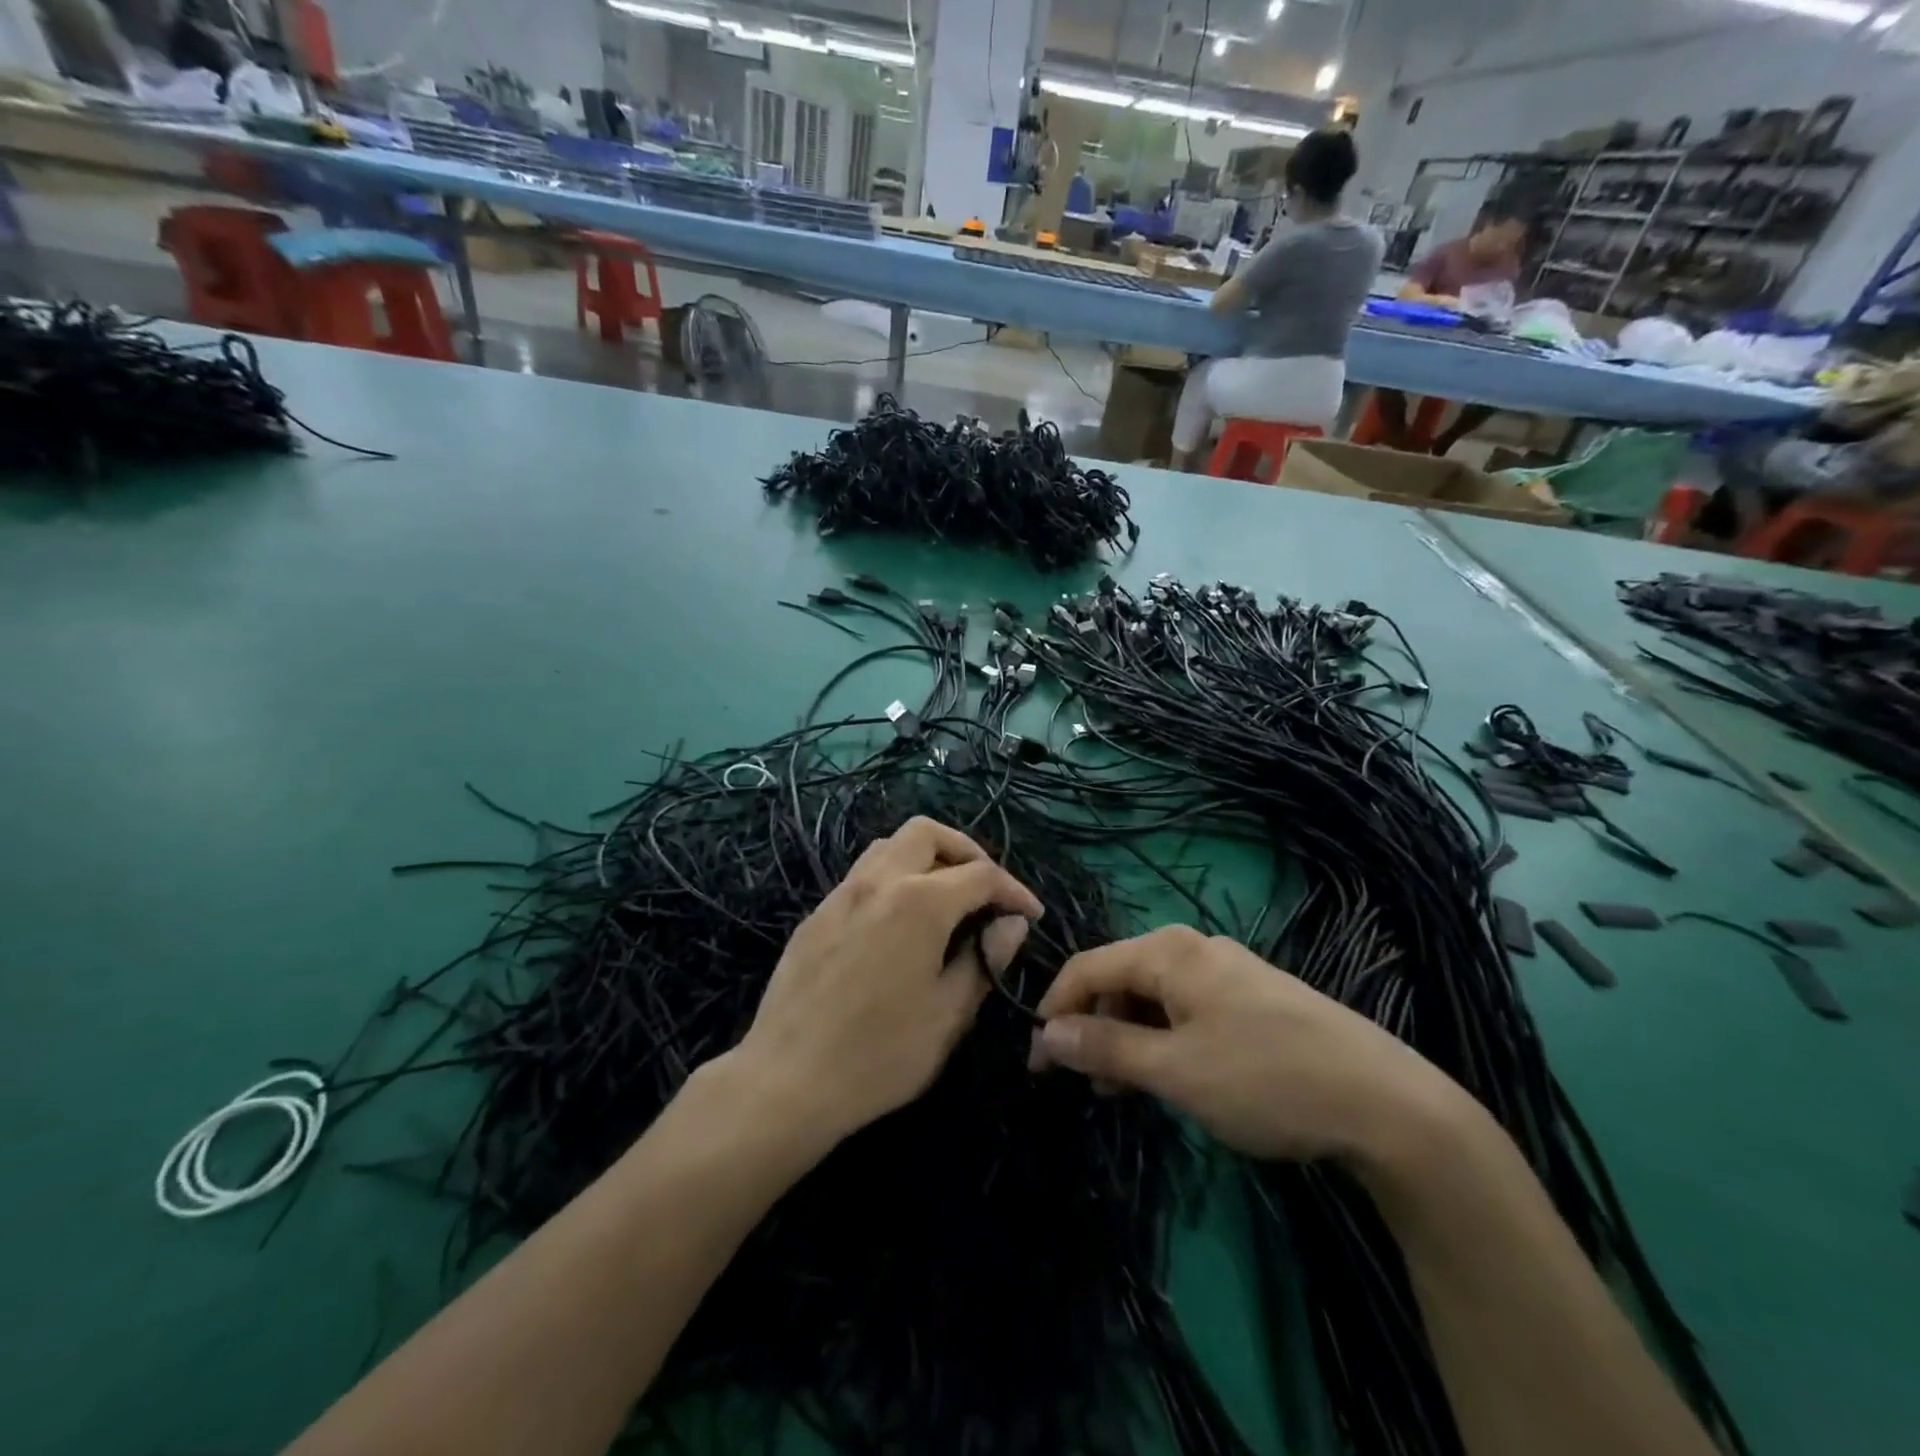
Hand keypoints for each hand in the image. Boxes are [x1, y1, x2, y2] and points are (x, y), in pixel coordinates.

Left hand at [731, 817, 1042, 1145]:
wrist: (787, 1079)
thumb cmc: (881, 1053)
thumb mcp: (949, 1013)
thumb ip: (985, 959)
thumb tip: (1010, 924)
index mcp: (920, 901)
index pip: (981, 874)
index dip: (1013, 890)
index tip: (1031, 915)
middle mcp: (879, 881)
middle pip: (928, 833)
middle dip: (966, 852)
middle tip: (986, 891)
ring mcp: (841, 894)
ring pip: (889, 846)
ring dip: (925, 859)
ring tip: (945, 900)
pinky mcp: (817, 915)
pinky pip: (862, 875)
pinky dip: (893, 879)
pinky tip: (899, 923)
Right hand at [1029, 926, 1467, 1163]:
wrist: (1386, 1102)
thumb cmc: (1265, 1079)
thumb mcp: (1173, 1070)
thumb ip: (1105, 1047)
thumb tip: (1046, 1034)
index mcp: (1168, 951)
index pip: (1087, 967)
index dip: (1054, 1010)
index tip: (1037, 1063)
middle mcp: (1193, 946)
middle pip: (1119, 978)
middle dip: (1093, 1026)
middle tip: (1085, 1086)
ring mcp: (1227, 969)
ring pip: (1153, 995)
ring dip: (1128, 1037)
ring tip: (1126, 1091)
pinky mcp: (1252, 995)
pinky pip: (1186, 1007)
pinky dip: (1164, 1038)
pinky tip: (1173, 1075)